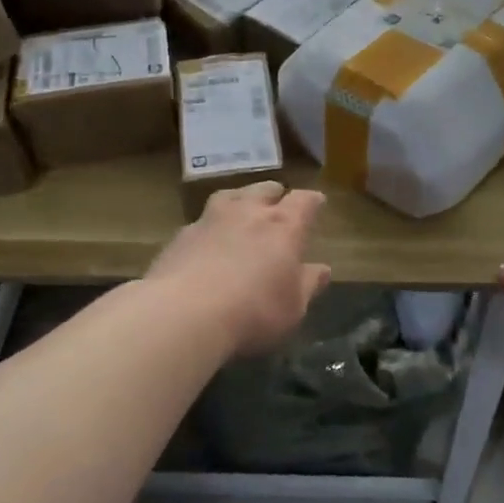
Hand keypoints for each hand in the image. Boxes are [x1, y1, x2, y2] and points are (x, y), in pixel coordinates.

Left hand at [146, 182, 331, 355]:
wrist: (184, 313)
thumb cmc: (254, 311)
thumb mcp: (293, 307)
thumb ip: (308, 285)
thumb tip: (322, 269)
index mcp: (283, 226)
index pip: (304, 201)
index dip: (312, 201)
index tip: (317, 203)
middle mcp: (248, 212)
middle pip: (265, 189)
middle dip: (275, 195)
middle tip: (278, 205)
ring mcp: (211, 219)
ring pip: (230, 196)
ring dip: (240, 201)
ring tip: (241, 211)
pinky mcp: (181, 235)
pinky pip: (202, 221)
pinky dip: (210, 227)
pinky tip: (208, 242)